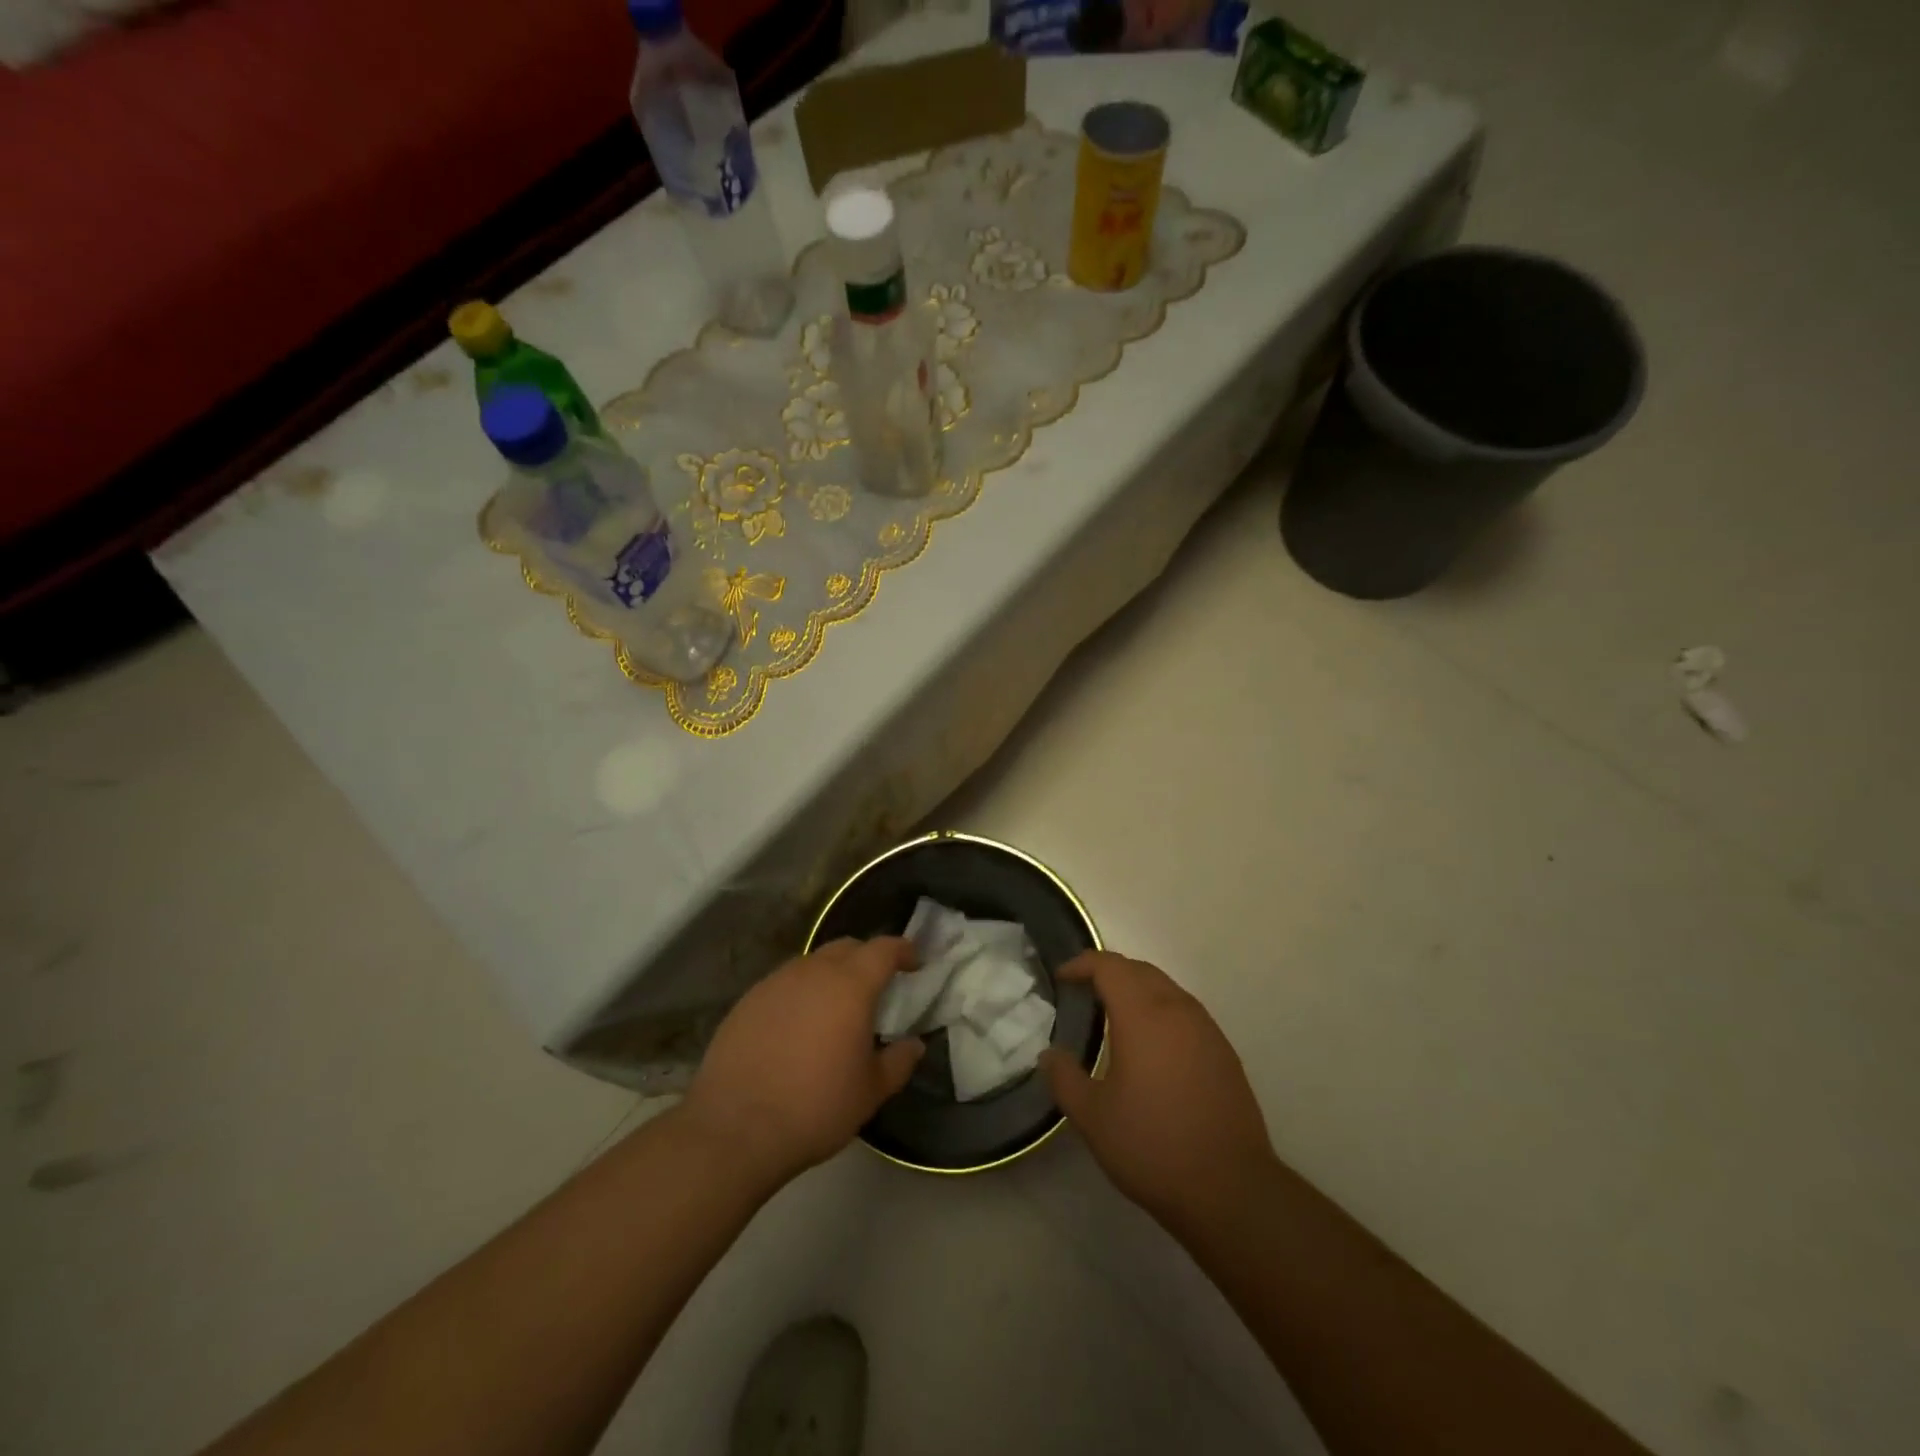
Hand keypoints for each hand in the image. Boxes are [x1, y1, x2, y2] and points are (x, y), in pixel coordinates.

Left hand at [681, 937, 924, 1187]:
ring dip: (831, 975)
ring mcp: (775, 983)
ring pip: (812, 963)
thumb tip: (914, 1044)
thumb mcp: (870, 1092)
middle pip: (847, 947)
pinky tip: (797, 1026)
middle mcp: (813, 972)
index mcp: (850, 985)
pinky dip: (800, 993)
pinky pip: (784, 984)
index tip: (914, 961)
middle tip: (877, 985)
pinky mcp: (747, 1001)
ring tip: (835, 1007)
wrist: (735, 1129)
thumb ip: (899, 1061)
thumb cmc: (815, 1106)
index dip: (902, 950)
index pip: (883, 949)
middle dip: (867, 958)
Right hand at [1041, 952, 1276, 1237]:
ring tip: (1114, 1015)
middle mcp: (1178, 1010)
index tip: (1061, 978)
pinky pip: (1185, 1012)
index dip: (1082, 964)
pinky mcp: (1224, 1053)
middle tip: (1083, 992)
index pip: (1109, 966)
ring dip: (1137, 989)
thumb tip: (1049, 1054)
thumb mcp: (1093, 1117)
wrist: (1231, 1189)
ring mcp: (1207, 1029)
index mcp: (1143, 1015)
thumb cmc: (1153, 1146)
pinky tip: (1151, 1046)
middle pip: (1140, 970)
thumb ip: (1064, 1078)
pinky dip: (1160, 1011)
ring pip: (1166, 988)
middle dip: (1109, 972)